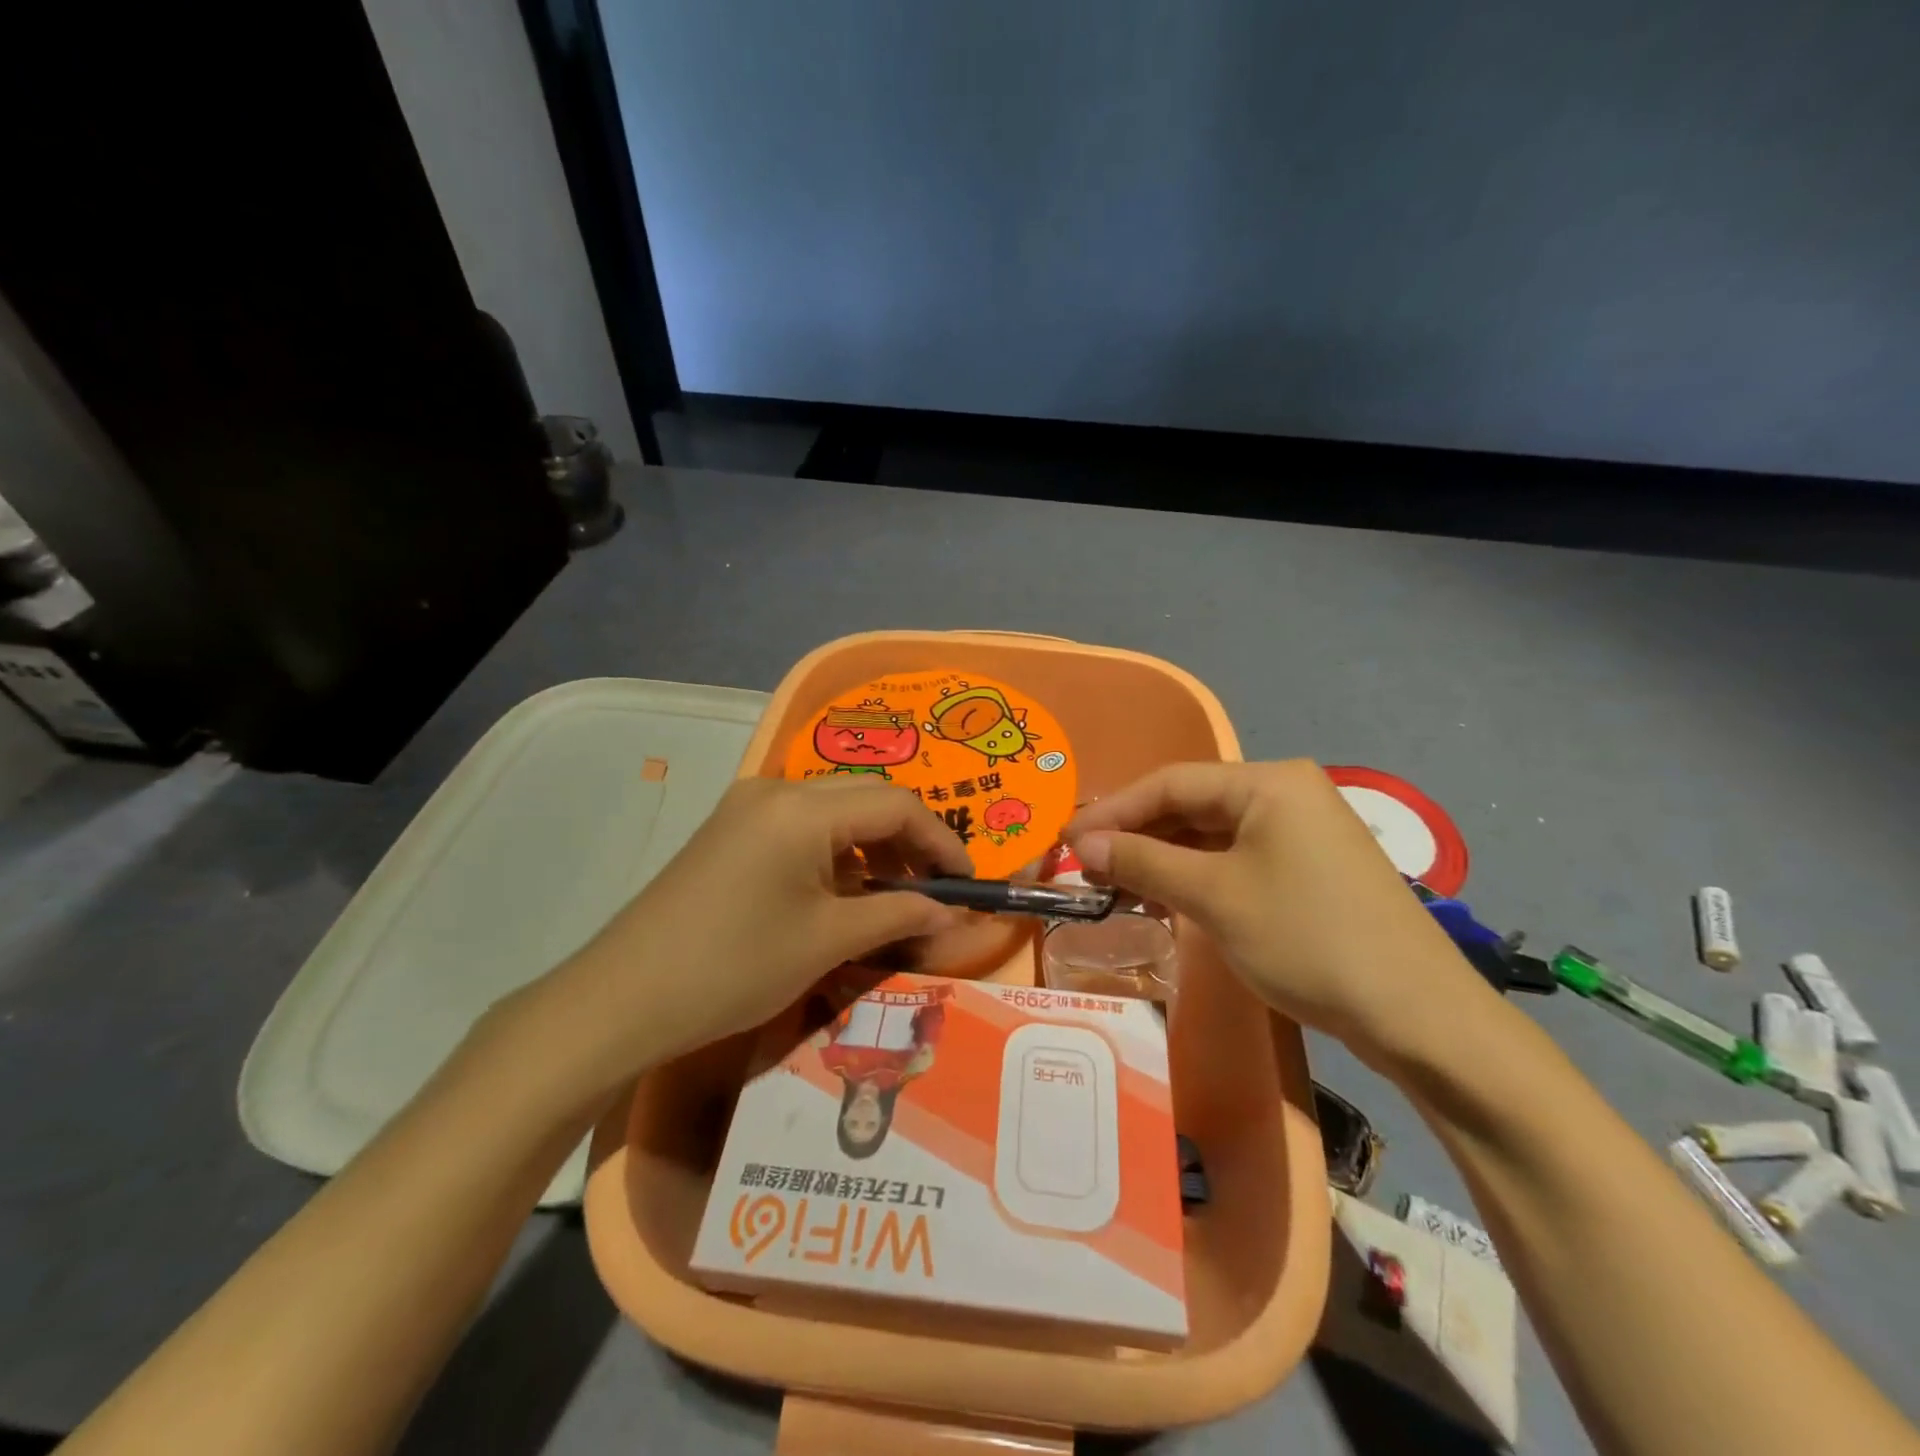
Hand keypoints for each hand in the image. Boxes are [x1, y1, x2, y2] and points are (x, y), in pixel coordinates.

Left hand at [528, 777, 969, 1102]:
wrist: (621, 999)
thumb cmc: (734, 967)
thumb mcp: (826, 942)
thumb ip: (898, 914)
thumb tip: (954, 914)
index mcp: (802, 808)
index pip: (897, 804)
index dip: (942, 841)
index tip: (966, 884)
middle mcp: (776, 790)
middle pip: (867, 797)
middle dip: (910, 839)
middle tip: (935, 889)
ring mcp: (748, 807)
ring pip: (835, 809)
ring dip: (873, 844)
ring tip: (896, 893)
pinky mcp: (731, 830)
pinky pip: (802, 825)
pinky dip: (837, 851)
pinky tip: (845, 890)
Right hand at [1065, 760, 1498, 1069]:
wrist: (1419, 1016)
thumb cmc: (1307, 939)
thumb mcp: (1214, 897)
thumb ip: (1142, 861)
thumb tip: (1081, 846)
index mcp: (1267, 781)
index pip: (1170, 783)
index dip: (1112, 810)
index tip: (1065, 841)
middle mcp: (1286, 793)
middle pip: (1190, 805)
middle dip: (1135, 835)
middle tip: (1085, 867)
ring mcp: (1302, 831)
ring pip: (1211, 834)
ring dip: (1162, 858)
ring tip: (1114, 885)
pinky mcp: (1309, 868)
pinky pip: (1236, 858)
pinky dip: (1196, 875)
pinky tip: (1164, 896)